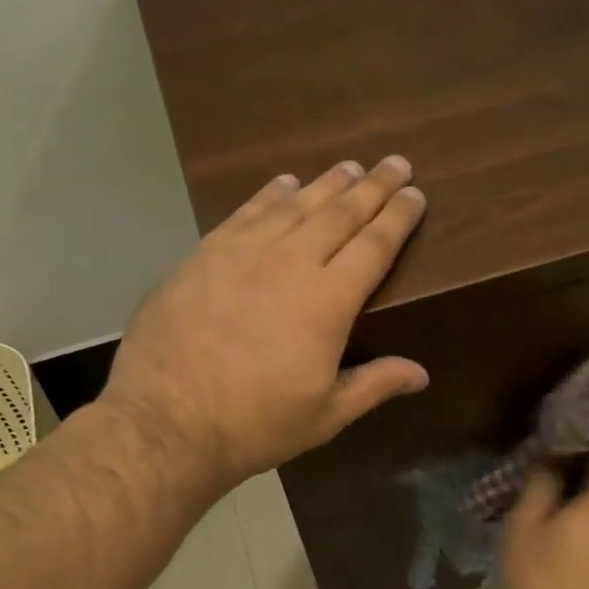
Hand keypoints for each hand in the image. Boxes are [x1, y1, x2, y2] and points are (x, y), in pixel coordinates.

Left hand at [102, 156, 428, 491]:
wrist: (166, 422)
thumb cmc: (255, 424)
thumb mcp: (326, 415)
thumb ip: (375, 385)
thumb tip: (421, 373)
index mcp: (329, 301)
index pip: (374, 245)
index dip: (398, 217)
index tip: (416, 194)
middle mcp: (290, 262)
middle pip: (340, 213)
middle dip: (372, 186)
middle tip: (395, 163)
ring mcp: (242, 253)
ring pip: (295, 205)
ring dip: (327, 183)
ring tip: (350, 167)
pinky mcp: (204, 255)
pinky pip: (246, 212)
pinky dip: (270, 194)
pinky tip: (284, 183)